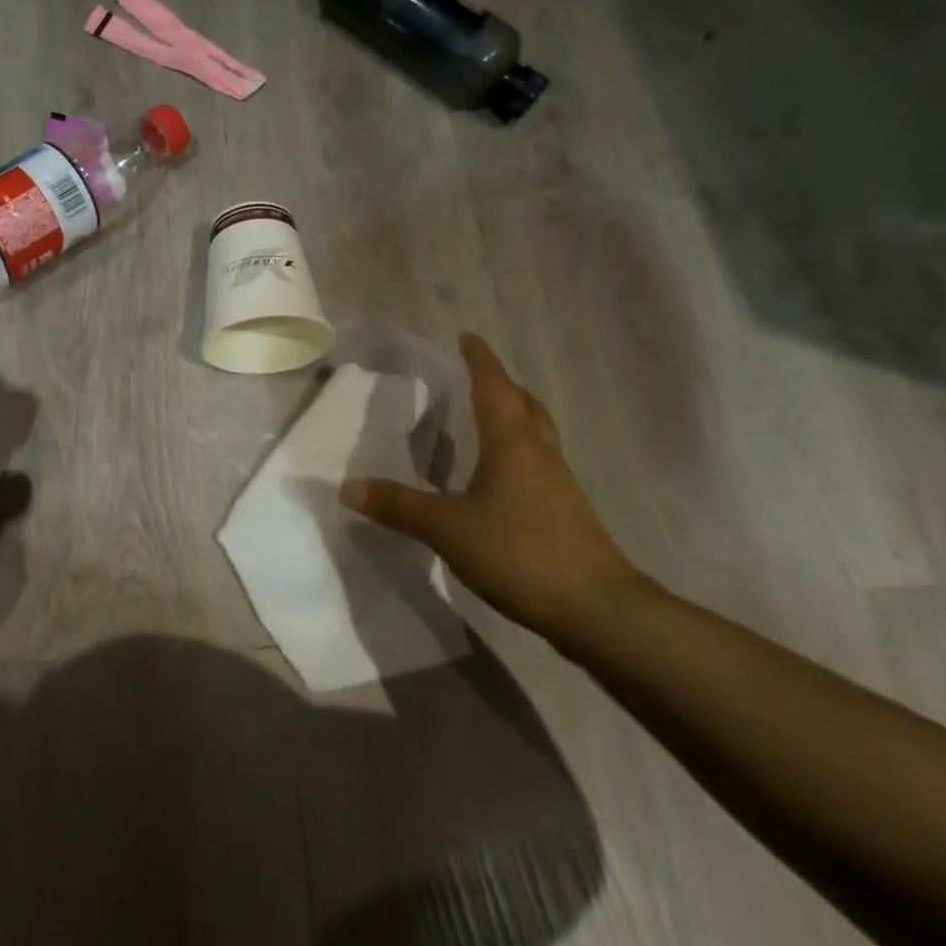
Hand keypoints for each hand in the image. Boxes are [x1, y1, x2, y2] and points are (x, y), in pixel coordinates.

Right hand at [339, 334, 647, 641]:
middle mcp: (539, 454)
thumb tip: (347, 487)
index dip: (480, 360)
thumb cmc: (519, 551)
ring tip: (488, 419)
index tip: (468, 337)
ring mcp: (558, 484)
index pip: (494, 387)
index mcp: (512, 443)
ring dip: (514, 417)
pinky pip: (539, 464)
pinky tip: (501, 478)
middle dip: (502, 385)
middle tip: (477, 376)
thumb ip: (398, 506)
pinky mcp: (566, 513)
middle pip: (524, 405)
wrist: (598, 608)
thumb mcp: (447, 528)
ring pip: (536, 434)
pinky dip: (518, 453)